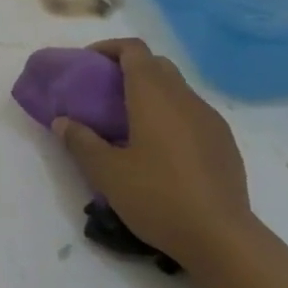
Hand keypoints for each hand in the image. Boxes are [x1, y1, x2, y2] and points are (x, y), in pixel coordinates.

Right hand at [53, 38, 254, 277]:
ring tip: (130, 124)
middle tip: (106, 93)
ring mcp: (210, 119)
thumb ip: (81, 142)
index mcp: (154, 95)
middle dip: (130, 69)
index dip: (109, 48)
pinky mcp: (225, 143)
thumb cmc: (158, 197)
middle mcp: (184, 97)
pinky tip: (162, 151)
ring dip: (152, 94)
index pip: (133, 50)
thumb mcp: (108, 173)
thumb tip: (62, 122)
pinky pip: (193, 114)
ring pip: (177, 90)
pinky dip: (172, 116)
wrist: (222, 238)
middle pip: (156, 65)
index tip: (89, 64)